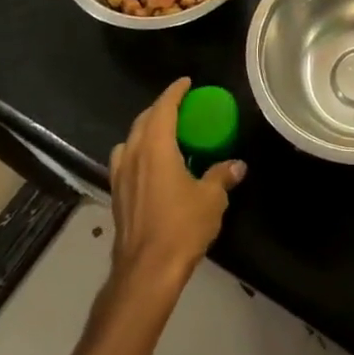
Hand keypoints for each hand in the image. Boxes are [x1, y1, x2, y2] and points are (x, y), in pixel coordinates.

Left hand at [108, 78, 245, 298]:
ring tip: (162, 134)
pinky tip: (151, 167)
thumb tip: (237, 165)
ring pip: (129, 141)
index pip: (163, 108)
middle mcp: (133, 155)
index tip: (186, 83)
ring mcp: (120, 177)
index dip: (175, 92)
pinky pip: (125, 162)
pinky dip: (137, 153)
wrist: (146, 272)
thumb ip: (222, 176)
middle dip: (159, 109)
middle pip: (143, 121)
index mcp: (155, 147)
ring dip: (144, 131)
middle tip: (179, 107)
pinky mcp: (116, 197)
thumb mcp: (211, 199)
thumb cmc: (181, 227)